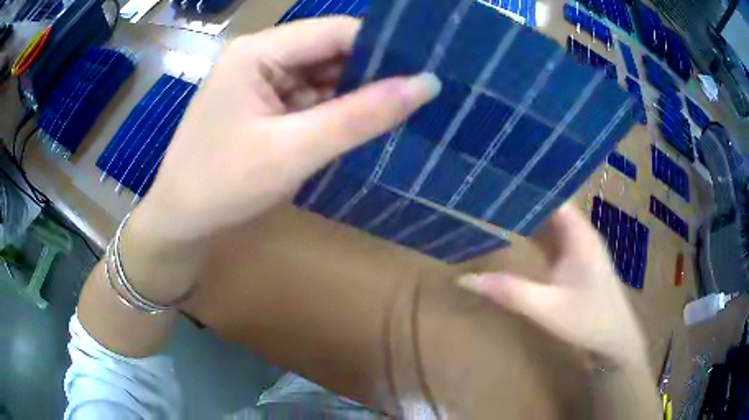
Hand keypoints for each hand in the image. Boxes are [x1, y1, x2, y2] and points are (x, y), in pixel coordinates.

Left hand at [132, 17, 440, 246]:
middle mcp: (259, 54)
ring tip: (397, 112)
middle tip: (418, 97)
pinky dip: (333, 109)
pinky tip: (358, 124)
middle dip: (370, 73)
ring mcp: (259, 78)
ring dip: (354, 94)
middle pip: (330, 50)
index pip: (336, 31)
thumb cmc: (224, 185)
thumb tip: (427, 85)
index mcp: (259, 50)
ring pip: (322, 74)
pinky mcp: (261, 101)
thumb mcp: (294, 151)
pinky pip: (308, 95)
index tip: (424, 73)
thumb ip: (360, 115)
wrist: (180, 222)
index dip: (383, 48)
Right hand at [458, 204, 647, 368]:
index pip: (552, 196)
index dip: (527, 186)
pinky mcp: (574, 259)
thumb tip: (466, 278)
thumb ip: (510, 291)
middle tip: (484, 191)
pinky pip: (551, 237)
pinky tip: (514, 233)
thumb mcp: (547, 308)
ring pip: (549, 221)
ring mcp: (578, 246)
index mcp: (578, 234)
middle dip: (521, 198)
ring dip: (526, 215)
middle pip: (549, 205)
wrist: (615, 337)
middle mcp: (579, 233)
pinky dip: (533, 233)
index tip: (496, 179)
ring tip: (493, 206)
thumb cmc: (589, 320)